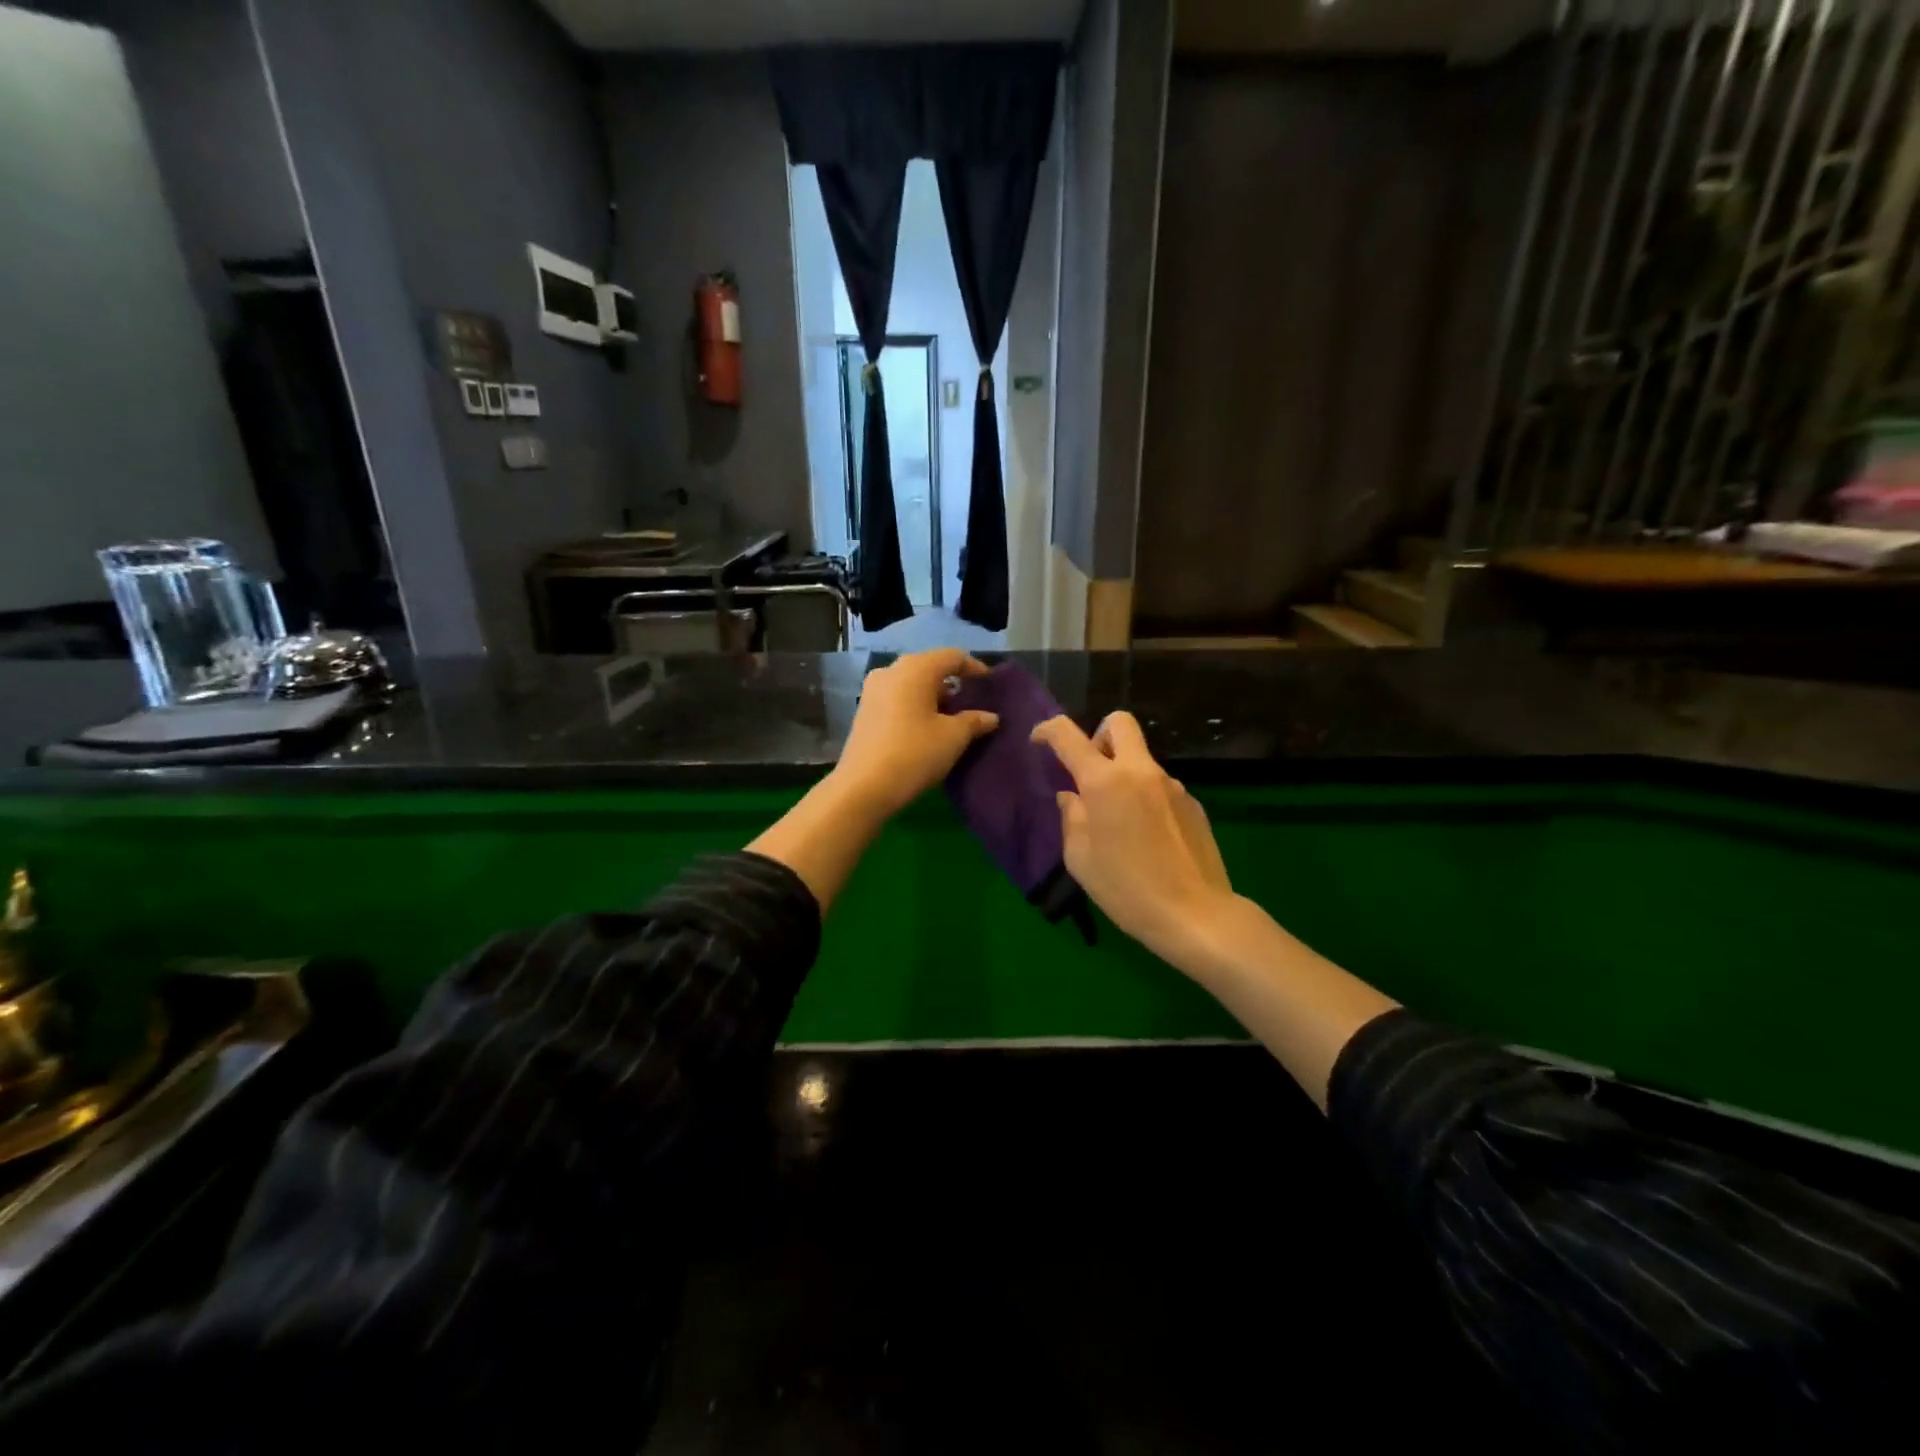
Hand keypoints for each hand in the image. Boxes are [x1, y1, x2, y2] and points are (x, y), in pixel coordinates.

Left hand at [833, 649, 999, 815]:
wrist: (863, 787)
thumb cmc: (915, 753)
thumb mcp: (953, 737)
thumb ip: (974, 721)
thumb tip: (991, 717)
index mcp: (916, 668)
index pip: (952, 656)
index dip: (974, 667)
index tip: (989, 682)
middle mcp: (891, 671)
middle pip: (929, 667)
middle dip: (952, 682)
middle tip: (971, 701)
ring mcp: (873, 690)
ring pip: (911, 684)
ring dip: (933, 696)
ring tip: (951, 717)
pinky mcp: (864, 711)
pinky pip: (897, 698)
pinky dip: (915, 705)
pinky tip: (926, 727)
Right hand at [1031, 711, 1232, 962]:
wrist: (1195, 914)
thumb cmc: (1126, 889)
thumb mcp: (1080, 859)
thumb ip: (1071, 818)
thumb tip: (1072, 797)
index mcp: (1104, 781)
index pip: (1068, 736)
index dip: (1047, 730)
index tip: (1039, 741)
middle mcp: (1140, 771)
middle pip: (1119, 723)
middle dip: (1098, 735)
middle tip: (1090, 771)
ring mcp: (1172, 784)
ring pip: (1141, 760)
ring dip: (1124, 775)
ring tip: (1120, 822)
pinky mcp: (1193, 804)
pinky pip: (1160, 787)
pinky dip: (1145, 799)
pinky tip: (1147, 838)